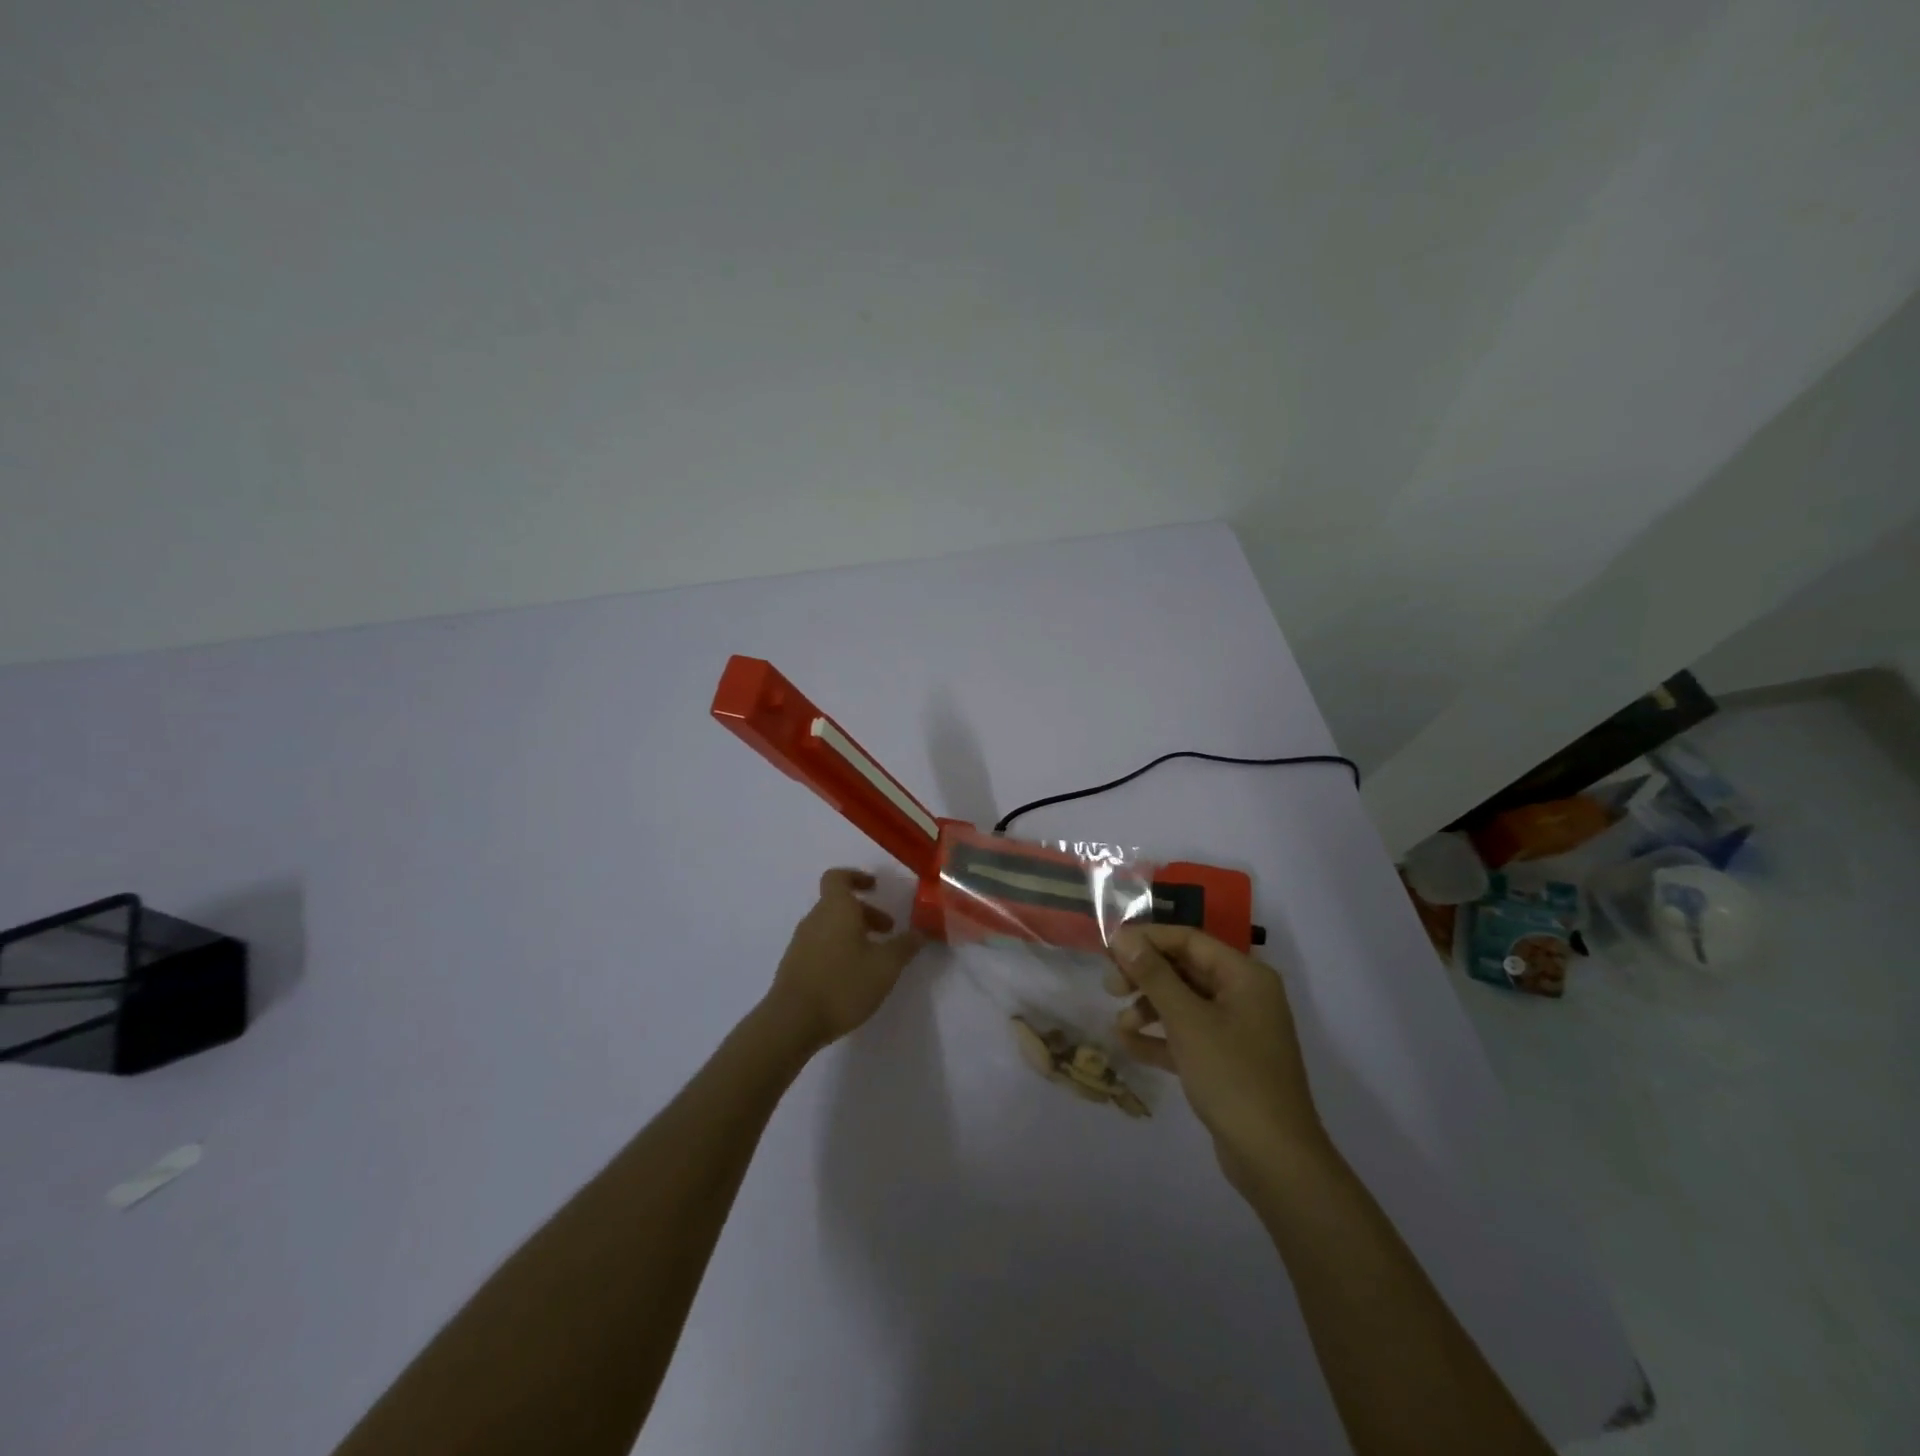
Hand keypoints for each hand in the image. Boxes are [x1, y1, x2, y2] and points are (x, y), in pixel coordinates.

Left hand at [766, 869, 925, 1052]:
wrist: (792, 1022)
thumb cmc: (843, 984)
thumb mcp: (885, 966)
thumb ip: (905, 946)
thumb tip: (920, 932)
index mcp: (835, 908)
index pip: (838, 877)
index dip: (857, 877)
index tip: (875, 887)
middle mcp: (815, 919)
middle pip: (839, 904)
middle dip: (865, 913)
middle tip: (888, 931)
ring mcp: (801, 942)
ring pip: (830, 926)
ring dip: (853, 933)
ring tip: (874, 957)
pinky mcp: (795, 965)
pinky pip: (821, 945)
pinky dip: (839, 950)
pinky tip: (853, 976)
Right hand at [1108, 925, 1327, 1188]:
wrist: (1275, 1160)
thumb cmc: (1233, 1077)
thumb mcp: (1187, 1021)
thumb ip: (1154, 975)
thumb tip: (1123, 937)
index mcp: (1244, 976)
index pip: (1189, 940)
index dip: (1147, 940)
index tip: (1108, 948)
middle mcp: (1244, 995)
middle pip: (1185, 969)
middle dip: (1145, 976)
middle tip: (1110, 987)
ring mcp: (1237, 1030)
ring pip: (1184, 1003)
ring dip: (1149, 1008)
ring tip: (1120, 1024)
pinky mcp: (1227, 1061)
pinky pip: (1188, 1035)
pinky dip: (1160, 1037)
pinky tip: (1129, 1045)